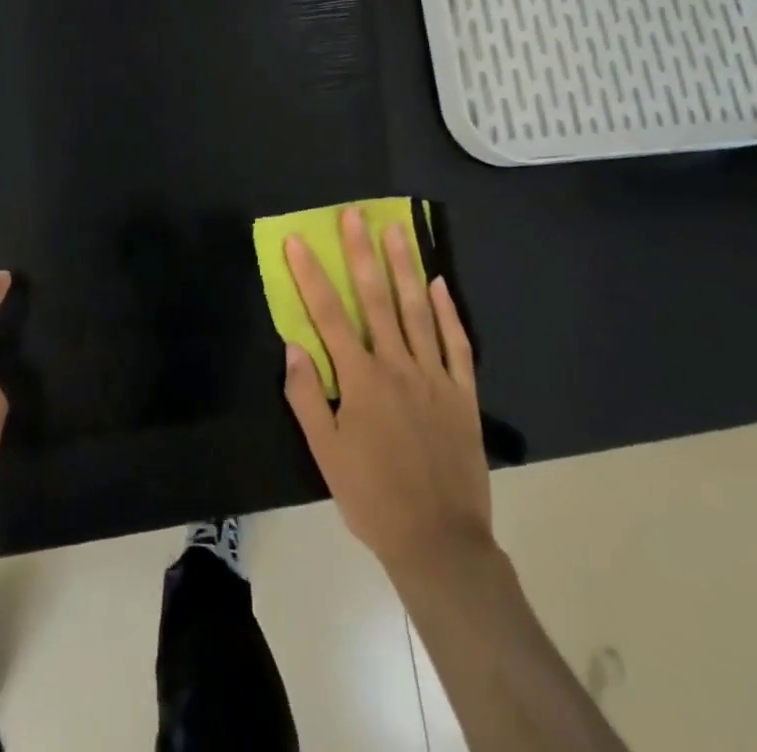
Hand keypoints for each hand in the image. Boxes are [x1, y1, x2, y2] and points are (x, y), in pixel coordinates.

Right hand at [281, 209, 492, 581]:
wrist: (439, 542)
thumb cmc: (373, 498)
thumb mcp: (326, 454)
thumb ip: (307, 397)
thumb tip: (294, 345)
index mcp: (360, 380)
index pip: (329, 315)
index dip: (311, 275)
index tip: (298, 240)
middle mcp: (397, 366)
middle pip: (376, 299)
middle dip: (361, 253)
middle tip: (355, 214)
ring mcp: (434, 376)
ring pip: (417, 310)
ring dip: (404, 266)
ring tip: (396, 230)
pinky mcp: (462, 393)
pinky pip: (457, 343)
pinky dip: (448, 311)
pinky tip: (439, 283)